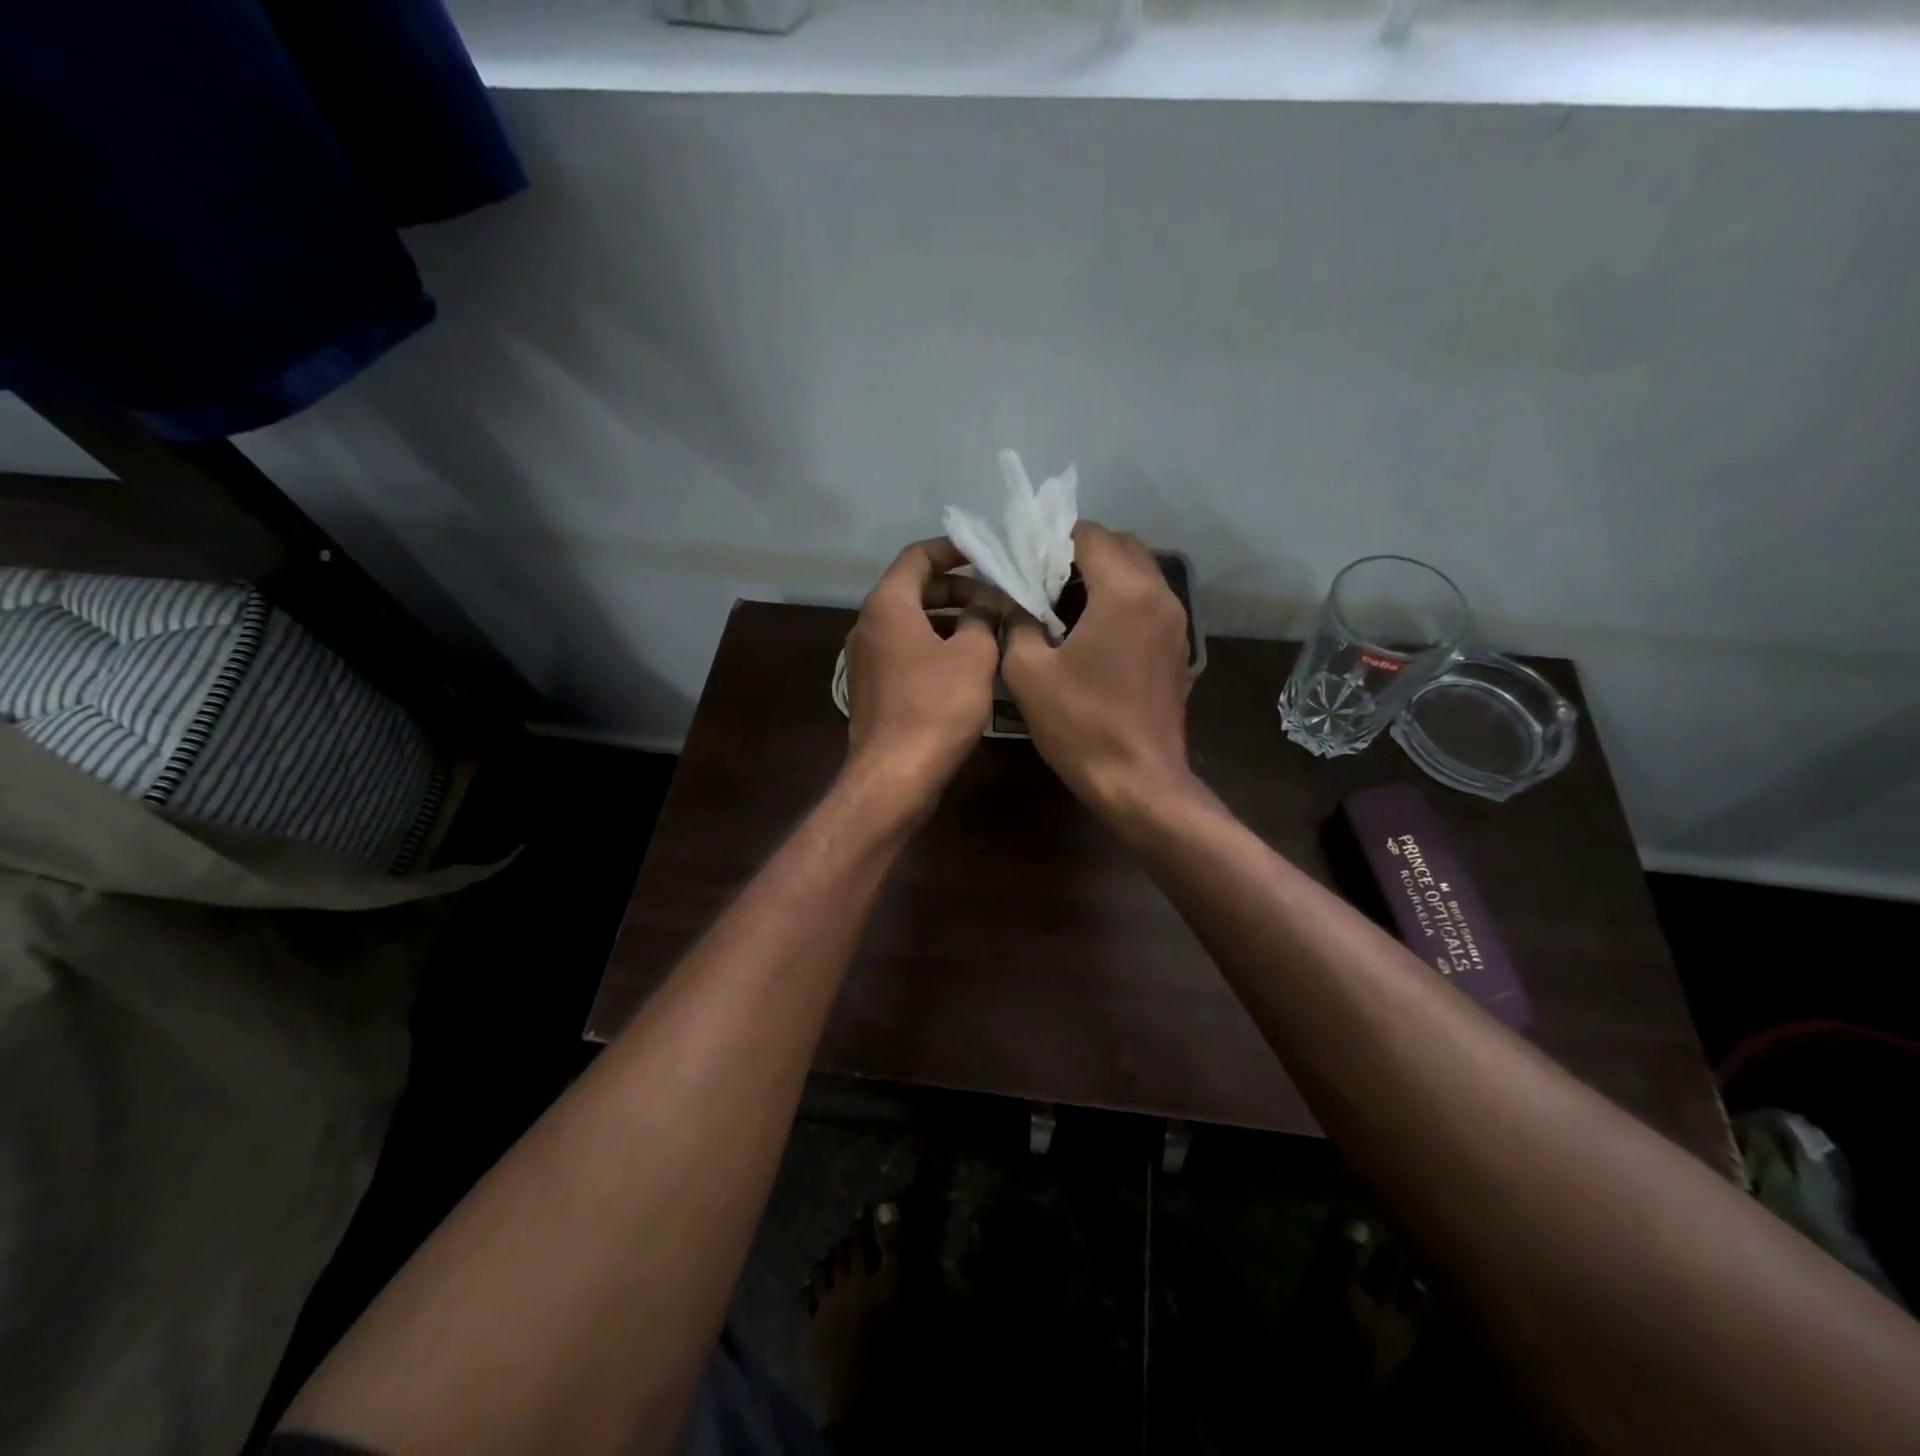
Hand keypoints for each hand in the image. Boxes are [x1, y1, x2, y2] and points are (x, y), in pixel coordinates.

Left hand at [843, 538, 998, 804]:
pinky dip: (933, 646)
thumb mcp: (973, 655)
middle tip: (995, 598)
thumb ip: (982, 617)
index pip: (917, 556)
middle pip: (912, 589)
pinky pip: (904, 651)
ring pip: (910, 623)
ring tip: (989, 630)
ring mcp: (865, 658)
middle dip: (956, 589)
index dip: (952, 550)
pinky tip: (966, 664)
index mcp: (887, 605)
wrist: (895, 775)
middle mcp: (868, 624)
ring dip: (948, 620)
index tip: (985, 554)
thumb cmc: (937, 706)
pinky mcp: (871, 687)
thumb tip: (987, 601)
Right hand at [1001, 522, 1195, 818]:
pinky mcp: (1177, 647)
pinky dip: (1118, 599)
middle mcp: (1158, 594)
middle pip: (1120, 545)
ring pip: (1137, 572)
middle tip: (1039, 577)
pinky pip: (1146, 601)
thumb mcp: (1028, 672)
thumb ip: (1016, 621)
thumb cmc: (1080, 725)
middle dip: (1078, 551)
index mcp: (1124, 591)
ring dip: (1100, 574)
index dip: (1051, 537)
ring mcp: (1175, 621)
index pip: (1088, 535)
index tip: (1022, 556)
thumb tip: (1013, 598)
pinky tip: (1088, 630)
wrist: (1139, 782)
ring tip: (1059, 602)